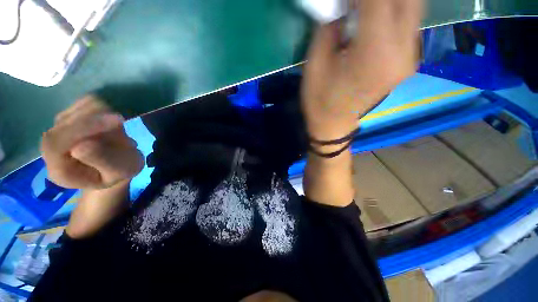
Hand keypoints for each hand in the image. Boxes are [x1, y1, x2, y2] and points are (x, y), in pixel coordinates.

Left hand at [41, 96, 143, 189]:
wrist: (117, 166)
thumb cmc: (120, 173)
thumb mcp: (120, 171)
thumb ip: (103, 162)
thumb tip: (80, 146)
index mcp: (59, 169)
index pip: (56, 141)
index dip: (84, 127)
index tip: (118, 121)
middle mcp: (51, 148)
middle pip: (65, 121)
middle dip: (98, 120)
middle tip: (122, 128)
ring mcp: (58, 130)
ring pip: (77, 108)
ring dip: (103, 115)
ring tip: (117, 132)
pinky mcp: (70, 117)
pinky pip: (85, 103)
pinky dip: (103, 110)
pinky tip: (110, 124)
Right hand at [302, 0, 422, 140]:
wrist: (333, 124)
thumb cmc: (319, 99)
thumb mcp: (315, 63)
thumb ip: (331, 25)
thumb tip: (343, 2)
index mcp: (374, 53)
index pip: (378, 0)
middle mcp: (402, 52)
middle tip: (355, 3)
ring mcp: (409, 58)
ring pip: (413, 7)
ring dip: (390, 2)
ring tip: (365, 8)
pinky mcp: (408, 62)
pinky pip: (409, 23)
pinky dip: (394, 10)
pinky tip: (375, 16)